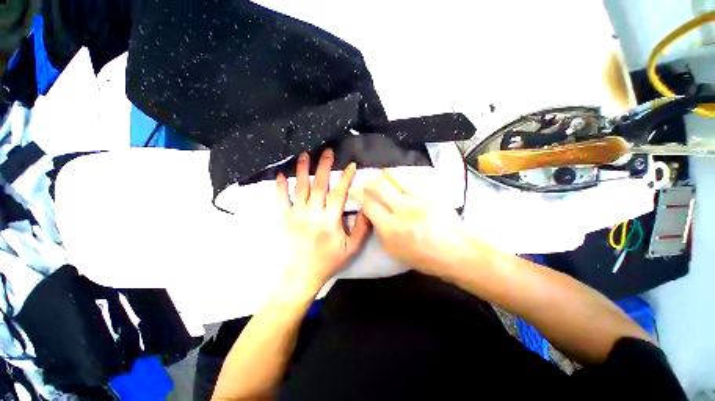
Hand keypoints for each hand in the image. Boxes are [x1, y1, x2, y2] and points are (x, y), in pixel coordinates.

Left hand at [276, 149, 370, 295]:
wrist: (302, 274)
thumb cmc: (329, 261)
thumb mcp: (352, 248)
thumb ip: (362, 228)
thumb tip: (367, 208)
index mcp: (330, 220)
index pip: (339, 193)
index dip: (346, 178)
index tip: (351, 165)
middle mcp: (313, 213)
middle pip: (319, 185)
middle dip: (324, 166)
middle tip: (327, 151)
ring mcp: (296, 214)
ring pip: (300, 187)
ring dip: (302, 170)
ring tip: (305, 154)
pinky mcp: (285, 218)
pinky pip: (281, 199)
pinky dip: (280, 186)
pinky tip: (281, 174)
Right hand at [354, 171, 468, 278]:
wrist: (458, 251)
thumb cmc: (425, 257)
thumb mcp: (395, 251)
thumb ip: (380, 231)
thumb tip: (372, 213)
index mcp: (391, 229)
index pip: (368, 204)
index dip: (358, 195)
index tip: (355, 191)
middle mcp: (402, 210)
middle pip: (378, 186)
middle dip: (368, 181)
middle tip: (366, 181)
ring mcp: (418, 198)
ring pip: (393, 176)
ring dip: (383, 175)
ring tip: (382, 177)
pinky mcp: (430, 192)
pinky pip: (411, 176)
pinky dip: (400, 175)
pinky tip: (399, 177)